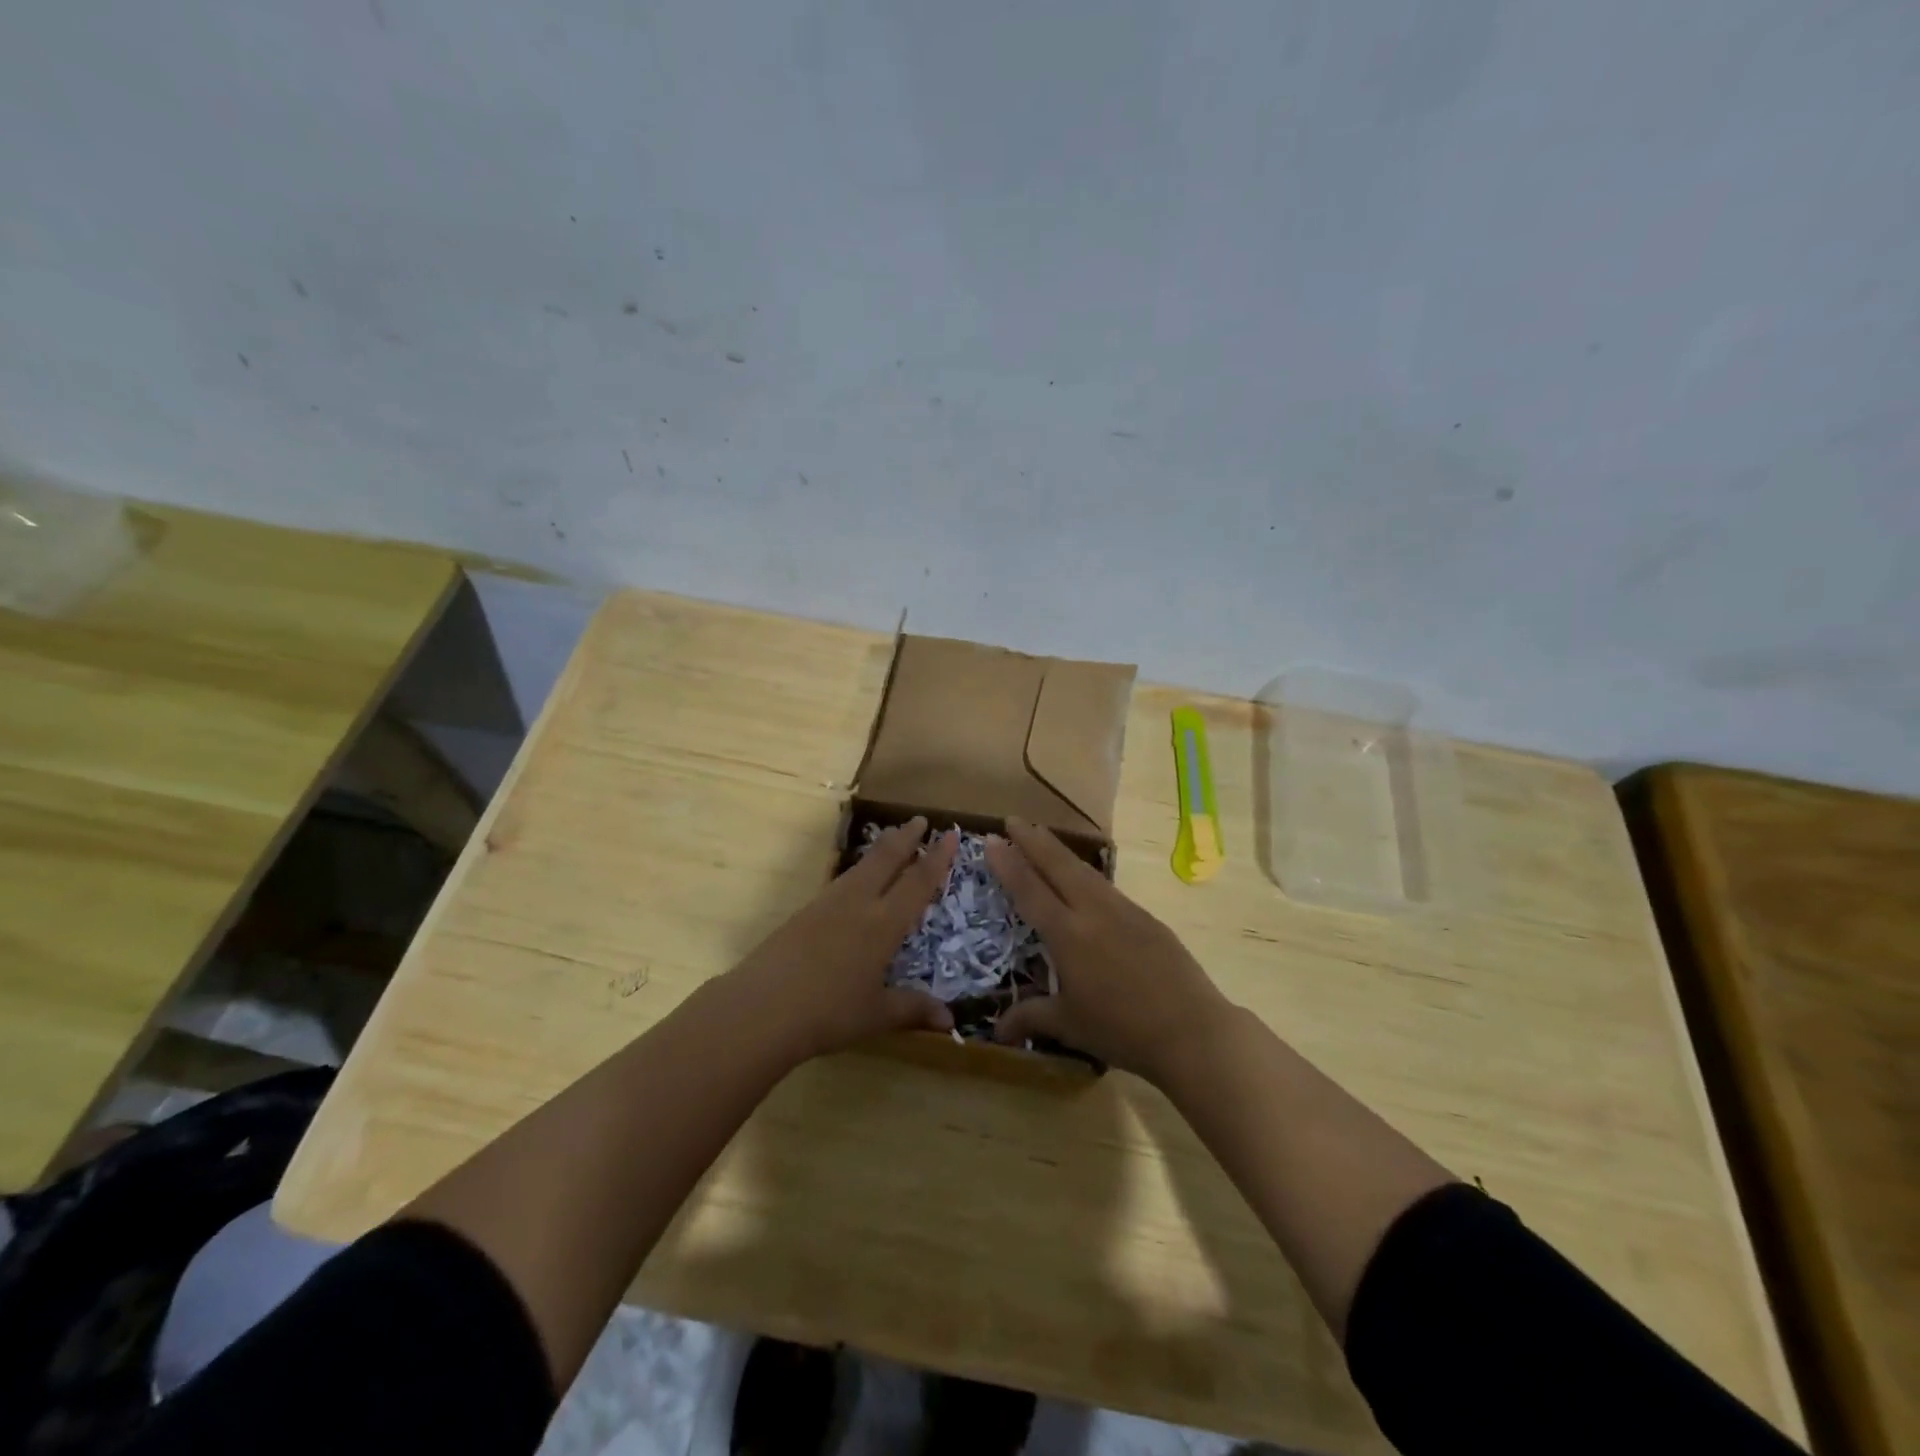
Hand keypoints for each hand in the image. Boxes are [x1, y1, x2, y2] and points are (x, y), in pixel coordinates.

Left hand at [726, 818, 957, 1060]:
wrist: (761, 1008)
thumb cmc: (827, 1013)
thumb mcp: (875, 1015)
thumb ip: (912, 1010)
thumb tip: (950, 1022)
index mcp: (883, 923)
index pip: (917, 882)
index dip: (936, 859)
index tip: (950, 835)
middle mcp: (857, 903)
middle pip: (886, 859)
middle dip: (905, 837)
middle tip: (920, 819)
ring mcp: (827, 904)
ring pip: (861, 867)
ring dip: (880, 850)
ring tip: (891, 841)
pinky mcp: (804, 912)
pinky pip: (841, 881)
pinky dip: (858, 871)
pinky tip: (854, 881)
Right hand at [987, 817, 1231, 1082]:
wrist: (1191, 1030)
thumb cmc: (1122, 1030)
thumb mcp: (1070, 1026)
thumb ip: (1031, 1018)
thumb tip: (996, 1032)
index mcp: (1068, 935)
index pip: (1030, 890)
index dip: (1008, 864)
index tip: (991, 839)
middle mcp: (1093, 913)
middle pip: (1058, 866)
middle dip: (1033, 840)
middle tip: (1012, 819)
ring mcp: (1124, 911)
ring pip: (1085, 871)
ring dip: (1060, 852)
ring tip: (1044, 837)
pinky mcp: (1147, 918)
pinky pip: (1108, 888)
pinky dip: (1087, 874)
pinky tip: (1085, 879)